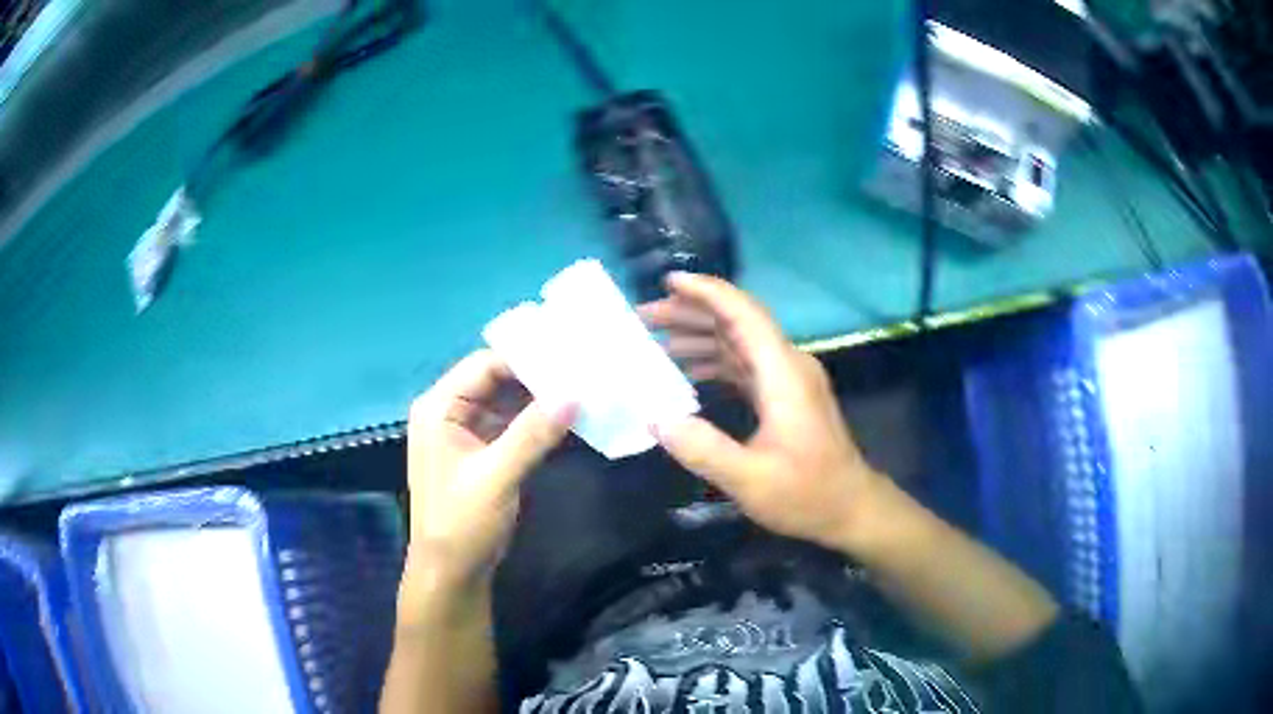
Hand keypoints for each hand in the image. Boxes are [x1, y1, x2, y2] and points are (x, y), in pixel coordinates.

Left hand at [404, 350, 573, 590]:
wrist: (452, 571)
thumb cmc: (463, 521)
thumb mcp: (497, 476)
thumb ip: (533, 433)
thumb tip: (574, 394)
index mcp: (439, 408)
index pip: (485, 365)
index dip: (526, 358)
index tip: (571, 357)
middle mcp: (449, 411)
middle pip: (496, 379)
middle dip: (537, 377)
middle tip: (584, 370)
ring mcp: (466, 431)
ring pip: (507, 401)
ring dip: (540, 399)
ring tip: (584, 388)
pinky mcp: (482, 450)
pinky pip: (511, 424)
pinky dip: (537, 422)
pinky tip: (569, 418)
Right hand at [640, 273, 884, 551]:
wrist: (851, 508)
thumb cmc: (807, 493)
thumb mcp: (750, 479)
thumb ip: (701, 448)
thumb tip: (654, 417)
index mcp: (783, 372)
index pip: (743, 313)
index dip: (706, 292)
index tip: (667, 280)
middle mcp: (787, 364)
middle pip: (738, 322)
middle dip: (691, 312)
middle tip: (644, 317)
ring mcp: (789, 379)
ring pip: (740, 342)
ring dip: (700, 336)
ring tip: (655, 341)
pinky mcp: (786, 396)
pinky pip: (745, 364)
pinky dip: (715, 361)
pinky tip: (687, 372)